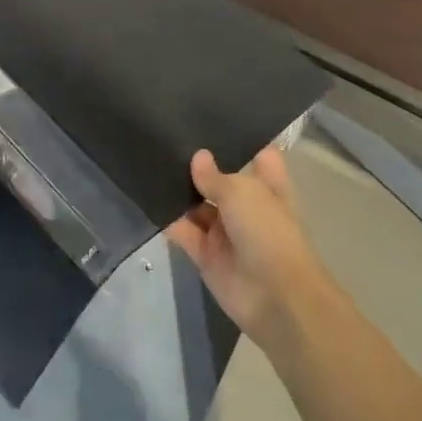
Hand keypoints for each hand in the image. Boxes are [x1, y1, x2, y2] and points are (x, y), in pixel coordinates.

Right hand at [166, 146, 328, 347]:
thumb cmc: (268, 233)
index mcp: (267, 187)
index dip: (240, 142)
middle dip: (198, 164)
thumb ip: (214, 176)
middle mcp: (246, 206)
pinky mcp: (205, 255)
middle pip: (219, 180)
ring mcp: (225, 231)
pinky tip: (146, 198)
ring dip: (178, 191)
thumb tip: (197, 156)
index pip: (257, 156)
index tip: (212, 122)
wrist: (275, 298)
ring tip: (147, 161)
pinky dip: (168, 220)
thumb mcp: (242, 193)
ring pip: (197, 206)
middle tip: (164, 136)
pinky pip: (182, 232)